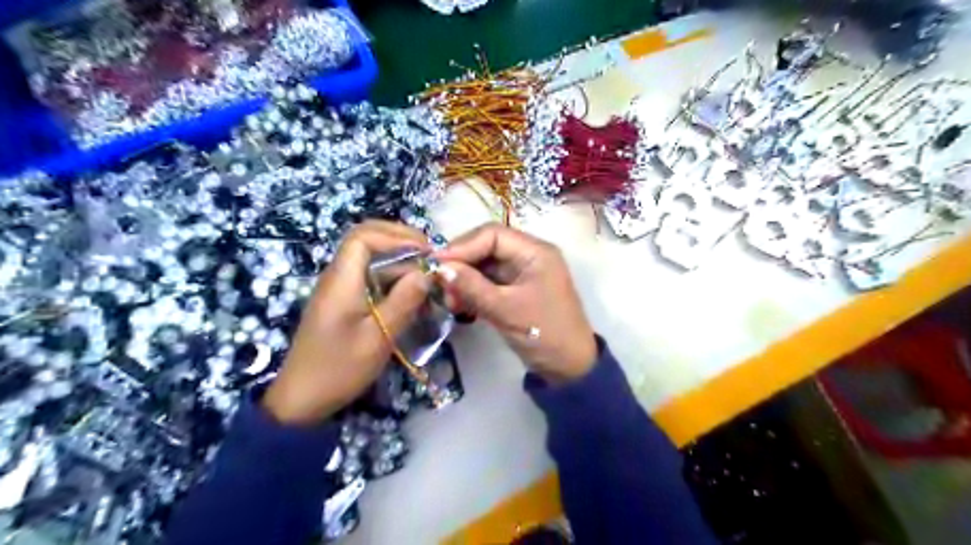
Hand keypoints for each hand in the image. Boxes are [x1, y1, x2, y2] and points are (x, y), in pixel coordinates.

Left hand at [264, 222, 431, 424]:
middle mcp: (338, 277)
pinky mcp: (344, 303)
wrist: (302, 400)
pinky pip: (370, 279)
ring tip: (427, 276)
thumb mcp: (378, 338)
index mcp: (341, 281)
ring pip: (370, 260)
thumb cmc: (339, 369)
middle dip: (400, 241)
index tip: (426, 250)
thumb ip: (403, 301)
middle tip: (429, 255)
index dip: (397, 236)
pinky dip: (393, 279)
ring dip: (399, 262)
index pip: (364, 237)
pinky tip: (412, 295)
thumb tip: (426, 273)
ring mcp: (339, 290)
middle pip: (366, 241)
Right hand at [435, 221, 599, 382]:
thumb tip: (440, 268)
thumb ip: (472, 287)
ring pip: (485, 266)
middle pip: (486, 247)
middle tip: (441, 285)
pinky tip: (459, 305)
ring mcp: (522, 273)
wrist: (570, 368)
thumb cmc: (544, 334)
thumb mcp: (506, 310)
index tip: (437, 264)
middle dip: (462, 264)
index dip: (462, 246)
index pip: (492, 235)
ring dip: (464, 280)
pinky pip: (488, 282)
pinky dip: (472, 291)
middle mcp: (528, 256)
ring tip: (450, 301)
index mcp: (535, 252)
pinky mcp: (515, 290)